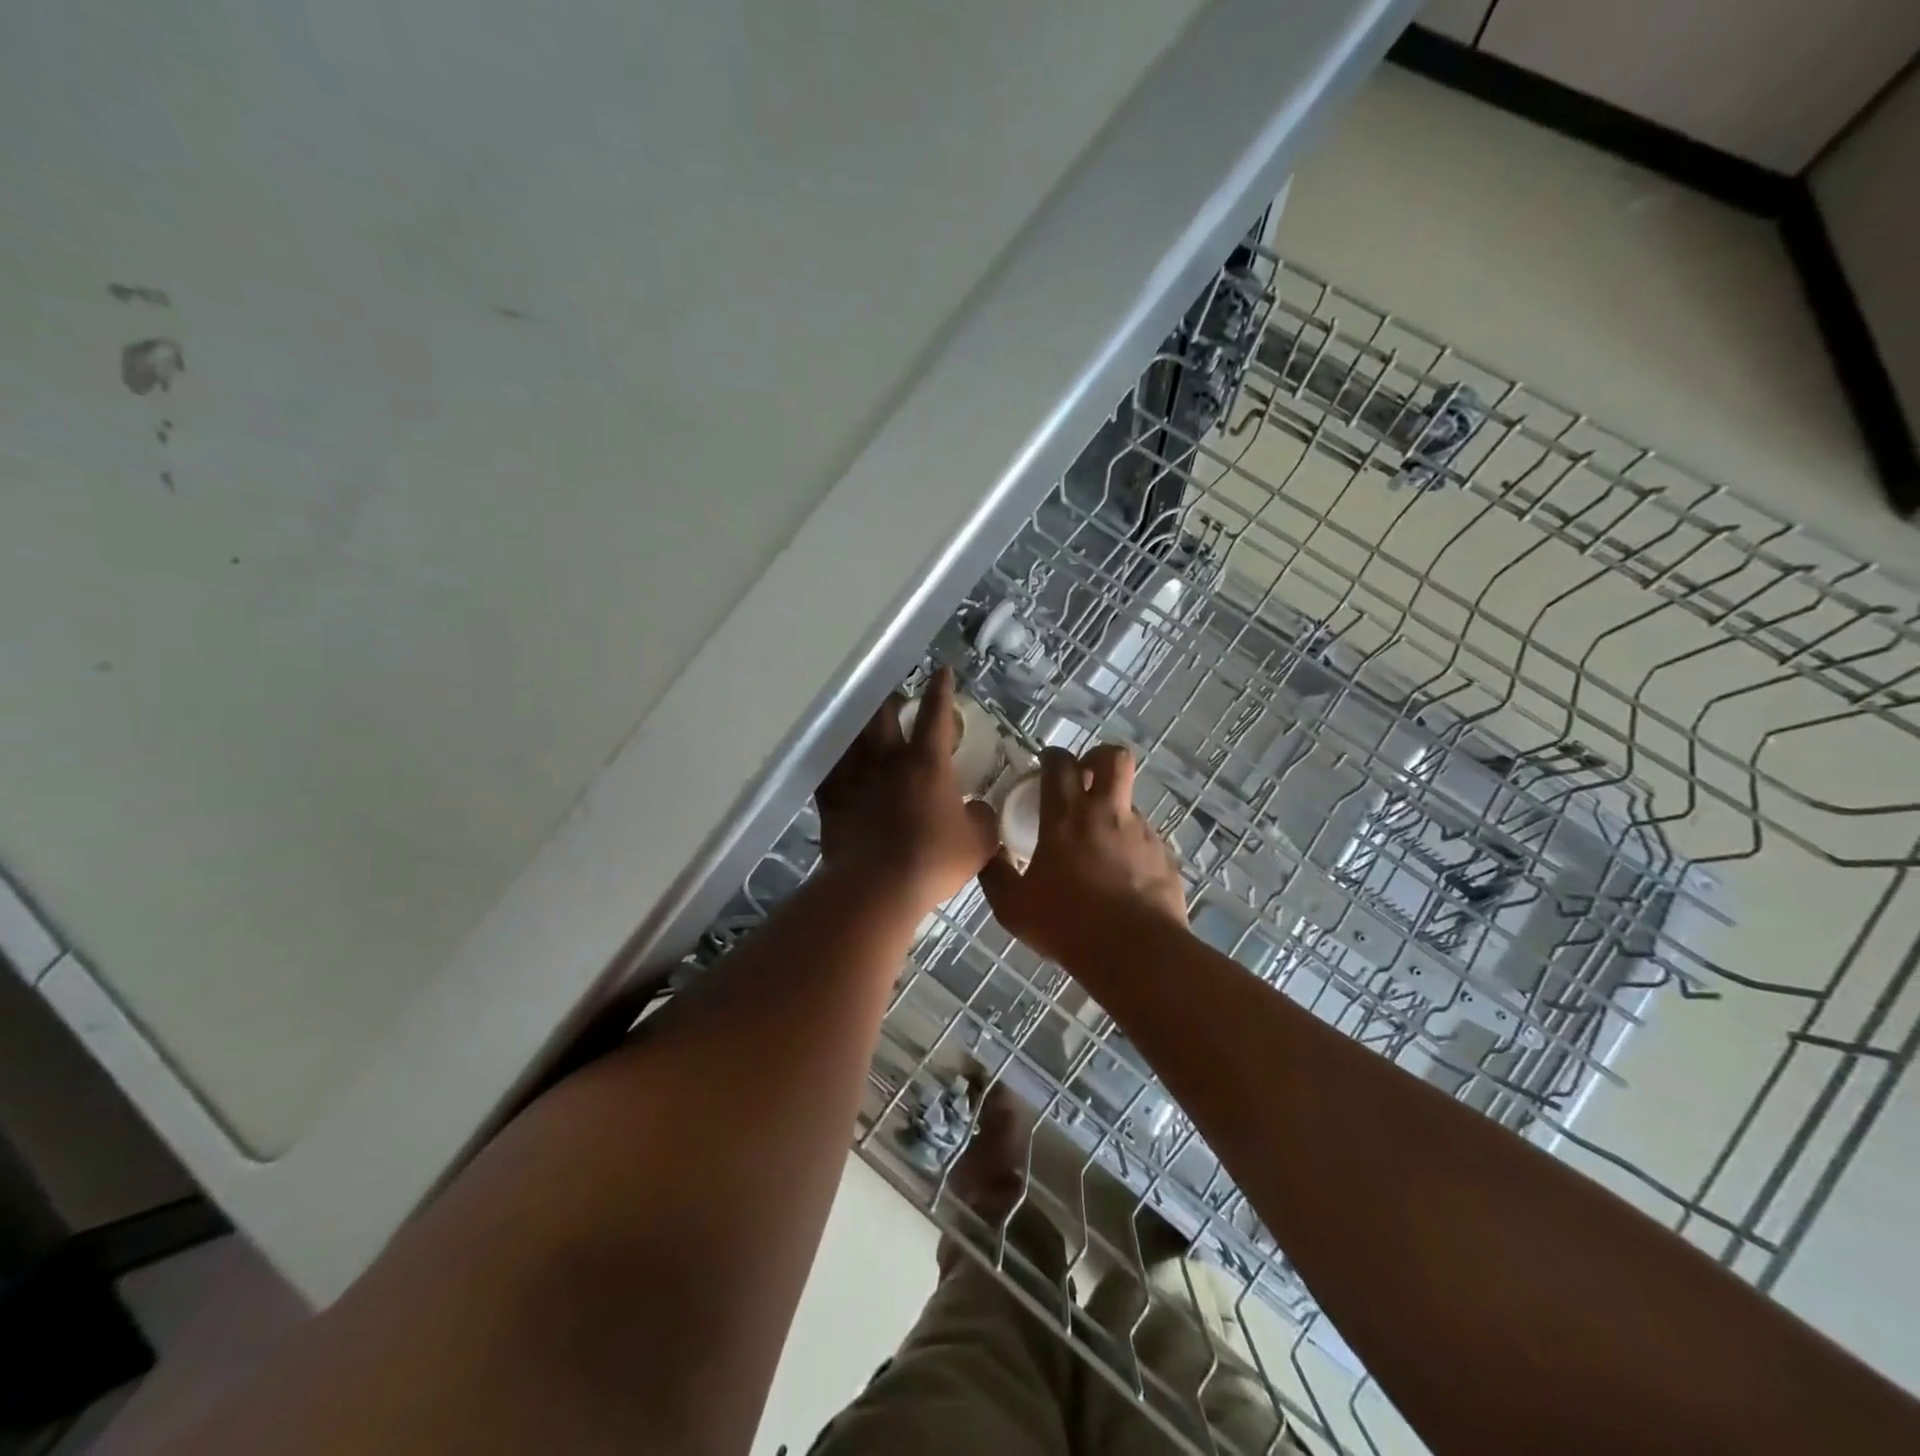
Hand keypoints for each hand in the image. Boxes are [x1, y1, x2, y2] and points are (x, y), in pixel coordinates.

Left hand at [814, 667, 999, 908]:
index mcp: (927, 763)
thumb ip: (982, 818)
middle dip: (891, 699)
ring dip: (858, 723)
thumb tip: (978, 809)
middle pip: (883, 714)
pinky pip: (827, 770)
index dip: (941, 690)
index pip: (936, 714)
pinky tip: (830, 758)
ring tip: (861, 719)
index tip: (942, 671)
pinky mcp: (831, 800)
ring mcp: (855, 778)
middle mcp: (887, 760)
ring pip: (852, 736)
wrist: (878, 887)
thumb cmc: (934, 860)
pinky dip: (830, 760)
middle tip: (895, 697)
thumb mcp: (979, 842)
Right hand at [978, 744, 1187, 965]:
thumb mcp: (1013, 907)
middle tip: (1084, 779)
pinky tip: (1122, 877)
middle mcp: (1106, 813)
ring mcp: (1141, 832)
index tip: (1045, 768)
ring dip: (1113, 812)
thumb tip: (989, 853)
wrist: (1135, 953)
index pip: (1060, 763)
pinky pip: (1145, 839)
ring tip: (1099, 847)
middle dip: (1097, 758)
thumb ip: (996, 875)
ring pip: (1129, 801)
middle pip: (1112, 757)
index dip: (1052, 757)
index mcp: (1066, 817)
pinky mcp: (1164, 855)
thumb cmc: (1067, 925)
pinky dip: (1131, 848)